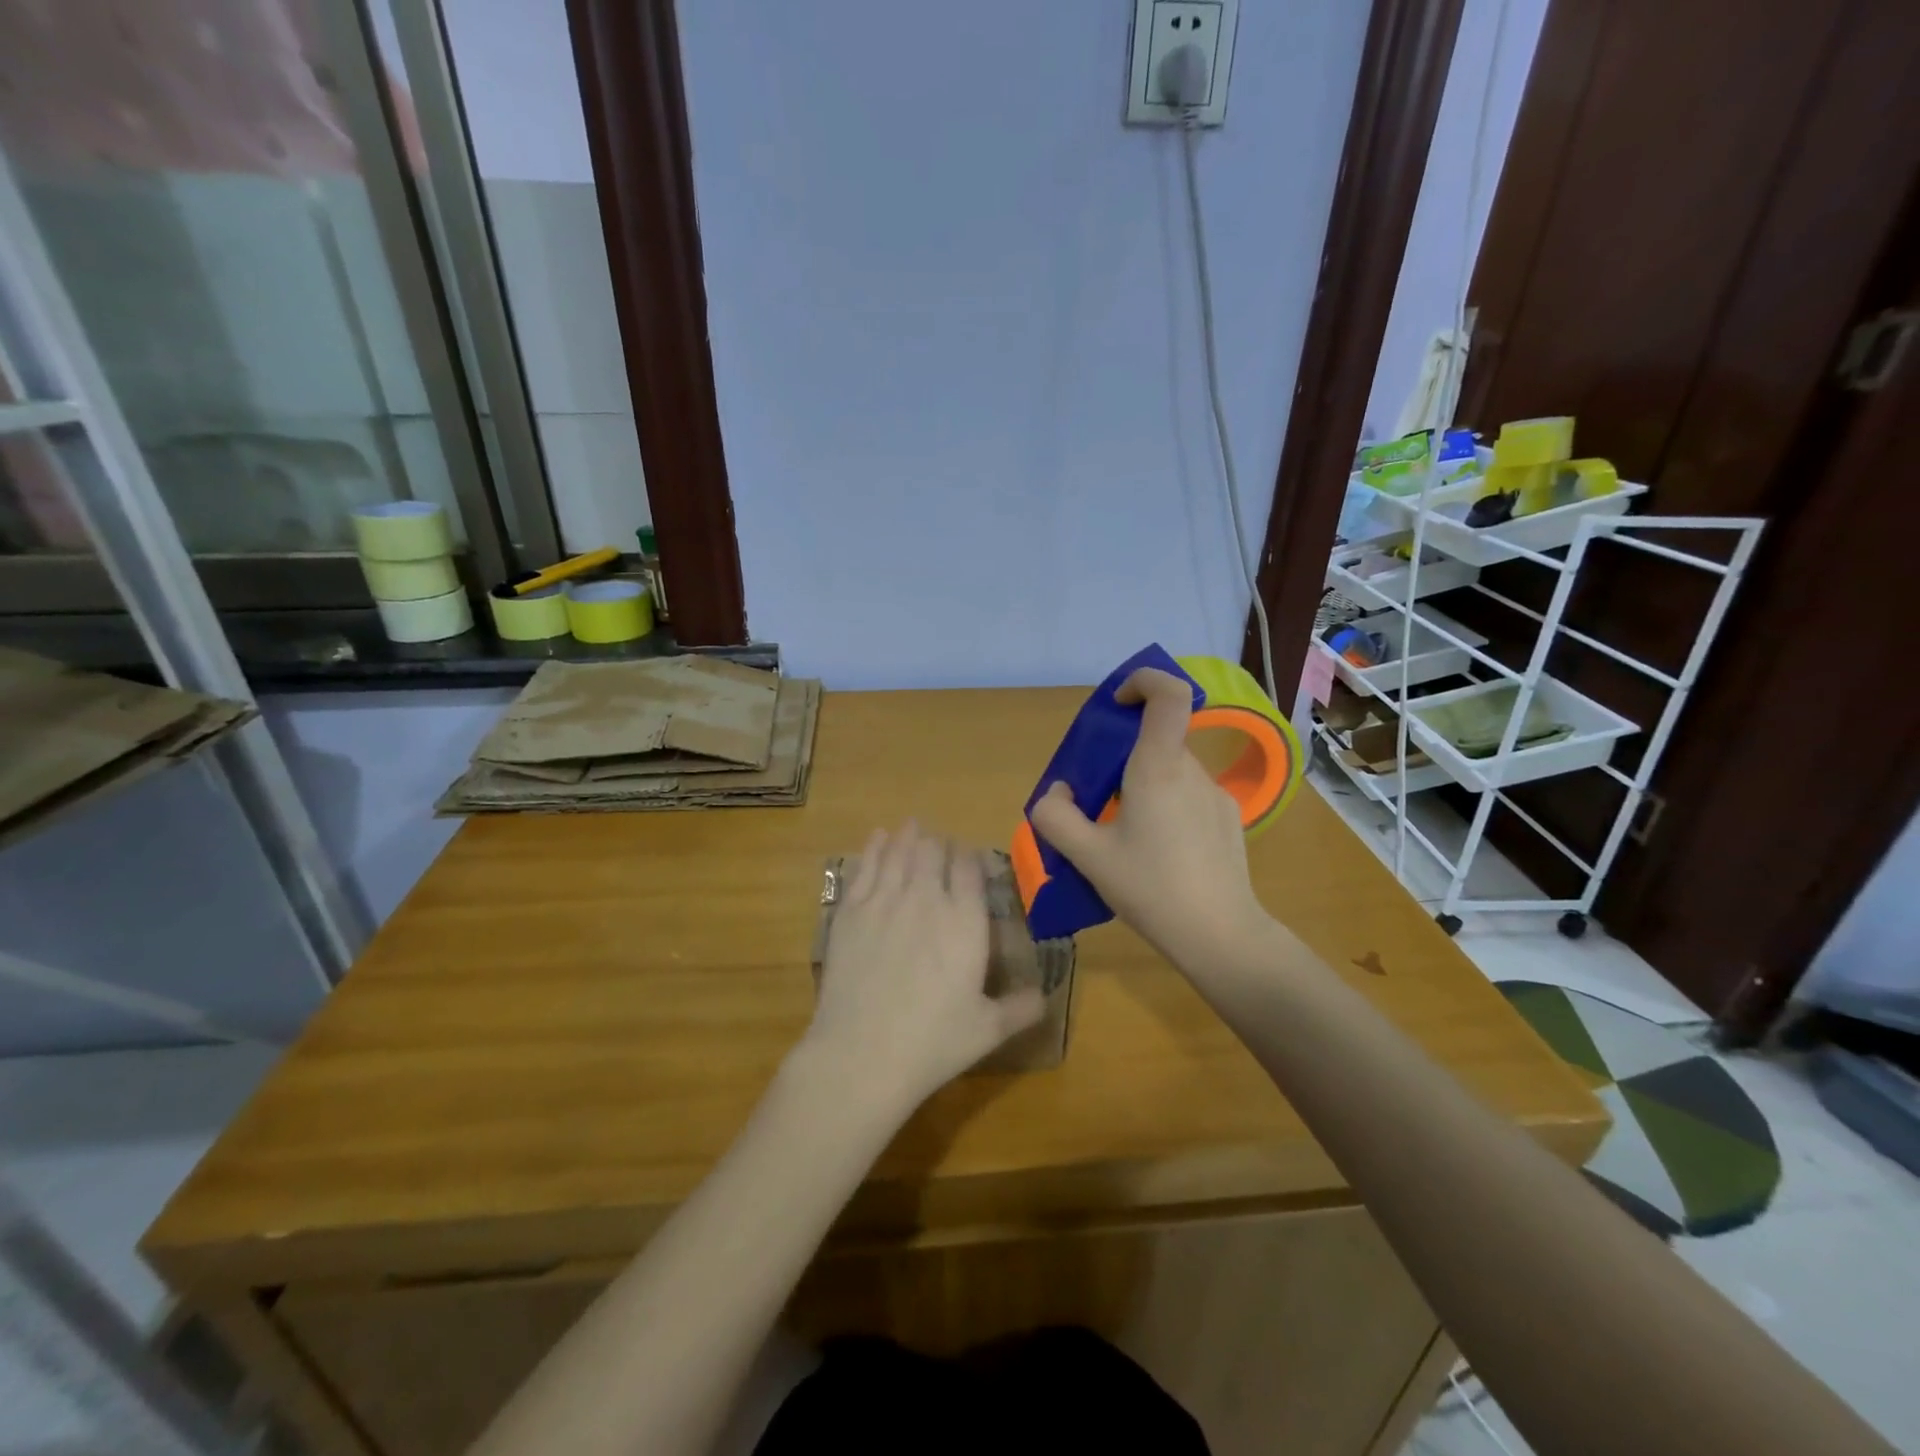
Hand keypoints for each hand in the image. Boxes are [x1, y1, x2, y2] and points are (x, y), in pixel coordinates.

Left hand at [804, 823, 1045, 1113]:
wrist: (863, 1054)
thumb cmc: (933, 1042)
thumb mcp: (988, 1030)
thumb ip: (1021, 1008)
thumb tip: (1046, 997)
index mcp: (965, 920)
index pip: (970, 868)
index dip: (970, 857)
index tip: (969, 859)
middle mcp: (927, 898)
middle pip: (933, 851)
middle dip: (939, 844)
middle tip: (939, 847)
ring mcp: (884, 900)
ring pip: (899, 851)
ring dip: (908, 836)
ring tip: (911, 826)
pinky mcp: (850, 910)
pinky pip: (865, 866)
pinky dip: (874, 847)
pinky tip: (877, 838)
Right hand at [1029, 667, 1271, 968]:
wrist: (1220, 936)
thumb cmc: (1151, 889)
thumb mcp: (1087, 857)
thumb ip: (1055, 817)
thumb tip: (1057, 793)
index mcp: (1158, 768)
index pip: (1168, 694)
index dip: (1143, 682)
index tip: (1116, 705)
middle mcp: (1191, 771)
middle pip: (1158, 739)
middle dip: (1122, 756)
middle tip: (1097, 798)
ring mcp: (1215, 795)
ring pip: (1170, 771)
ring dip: (1142, 785)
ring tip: (1124, 836)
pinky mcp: (1227, 819)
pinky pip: (1188, 796)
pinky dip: (1165, 806)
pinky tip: (1157, 853)